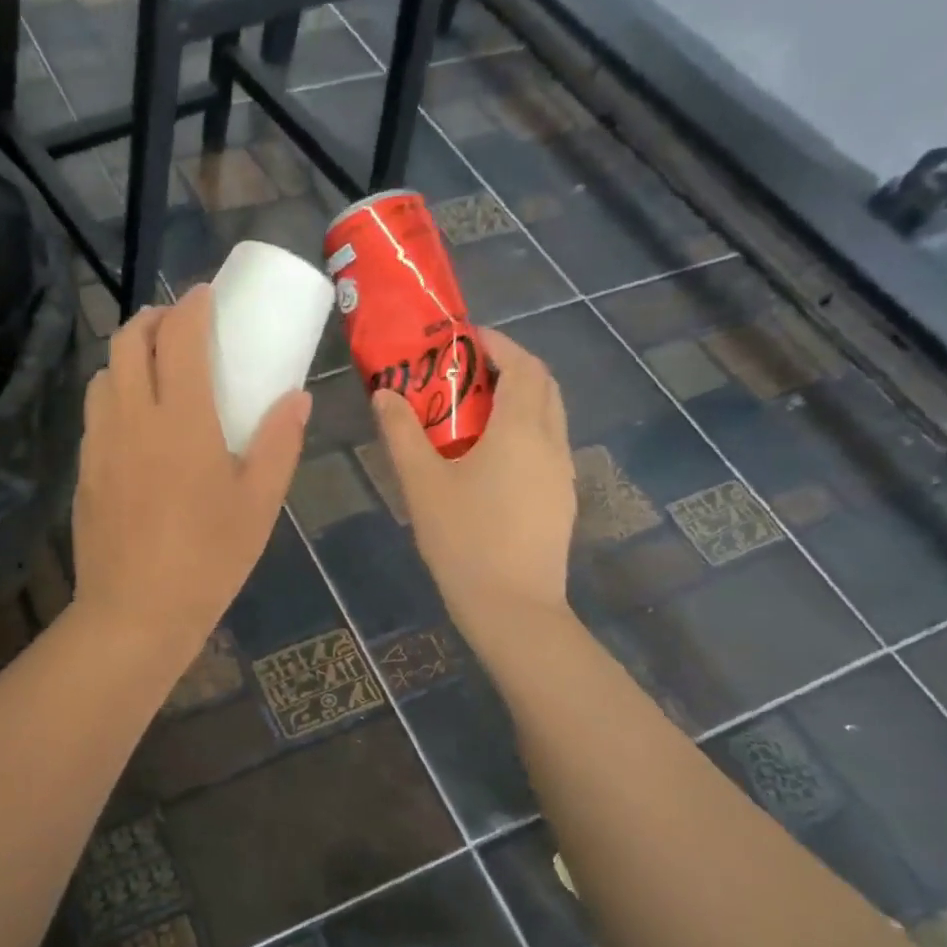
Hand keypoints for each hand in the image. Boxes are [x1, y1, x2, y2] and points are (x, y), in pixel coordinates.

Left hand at [71, 284, 309, 660]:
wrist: (135, 613)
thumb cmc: (208, 559)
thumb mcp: (258, 504)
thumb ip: (279, 443)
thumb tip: (297, 398)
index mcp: (181, 420)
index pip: (178, 337)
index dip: (191, 305)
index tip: (206, 296)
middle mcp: (131, 417)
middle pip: (127, 341)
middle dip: (152, 319)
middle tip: (179, 327)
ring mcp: (100, 443)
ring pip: (103, 374)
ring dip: (127, 355)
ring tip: (154, 371)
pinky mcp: (84, 470)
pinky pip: (95, 411)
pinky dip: (113, 394)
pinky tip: (135, 422)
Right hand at [373, 326, 573, 619]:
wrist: (512, 606)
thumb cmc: (463, 538)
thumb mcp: (421, 483)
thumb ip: (402, 433)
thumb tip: (385, 395)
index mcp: (520, 430)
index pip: (523, 366)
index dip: (498, 344)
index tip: (464, 340)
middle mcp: (551, 442)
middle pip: (543, 386)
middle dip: (510, 367)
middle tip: (466, 372)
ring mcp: (560, 473)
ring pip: (547, 418)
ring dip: (517, 401)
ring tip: (471, 414)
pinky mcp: (559, 500)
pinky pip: (545, 447)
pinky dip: (522, 432)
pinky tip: (488, 461)